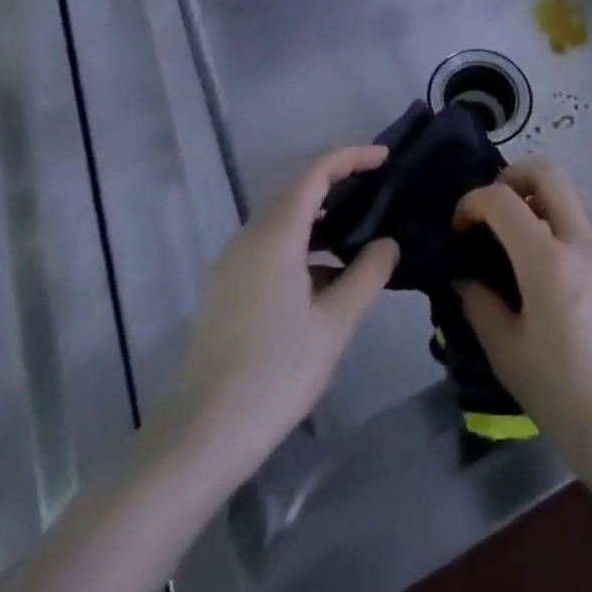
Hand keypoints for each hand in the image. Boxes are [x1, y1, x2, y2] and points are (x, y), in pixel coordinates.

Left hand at [168, 146, 398, 481]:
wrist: (202, 435)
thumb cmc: (275, 374)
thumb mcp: (334, 325)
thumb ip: (367, 275)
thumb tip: (388, 244)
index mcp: (276, 234)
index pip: (316, 171)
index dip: (351, 156)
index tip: (385, 157)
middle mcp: (249, 236)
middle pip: (297, 190)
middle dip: (338, 183)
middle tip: (378, 191)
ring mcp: (231, 261)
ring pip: (282, 220)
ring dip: (320, 218)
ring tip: (359, 235)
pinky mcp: (225, 286)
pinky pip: (269, 246)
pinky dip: (301, 245)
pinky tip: (325, 278)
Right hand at [453, 159, 591, 484]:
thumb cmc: (565, 399)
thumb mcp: (508, 356)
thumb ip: (480, 306)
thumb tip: (464, 277)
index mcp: (549, 262)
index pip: (503, 200)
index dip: (472, 202)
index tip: (458, 228)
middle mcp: (581, 242)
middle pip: (548, 172)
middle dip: (511, 176)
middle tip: (491, 209)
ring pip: (573, 188)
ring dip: (541, 191)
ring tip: (517, 228)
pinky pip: (588, 217)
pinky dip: (562, 214)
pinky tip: (546, 256)